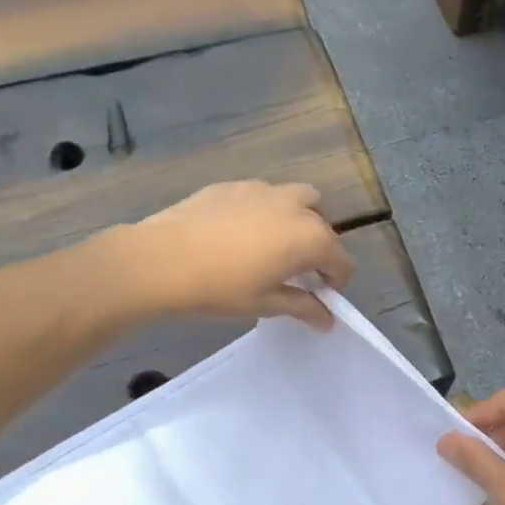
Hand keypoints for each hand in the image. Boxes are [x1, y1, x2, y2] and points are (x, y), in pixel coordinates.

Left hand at [122, 182, 354, 329]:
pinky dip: (267, 211)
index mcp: (310, 239)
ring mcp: (264, 190)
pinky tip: (241, 234)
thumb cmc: (220, 288)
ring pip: (299, 199)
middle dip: (320, 249)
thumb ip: (303, 307)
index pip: (342, 260)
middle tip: (298, 272)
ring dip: (300, 220)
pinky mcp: (235, 185)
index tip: (321, 296)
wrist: (161, 260)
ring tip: (276, 244)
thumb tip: (327, 319)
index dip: (337, 281)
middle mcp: (295, 207)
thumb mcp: (266, 303)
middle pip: (324, 226)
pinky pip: (265, 195)